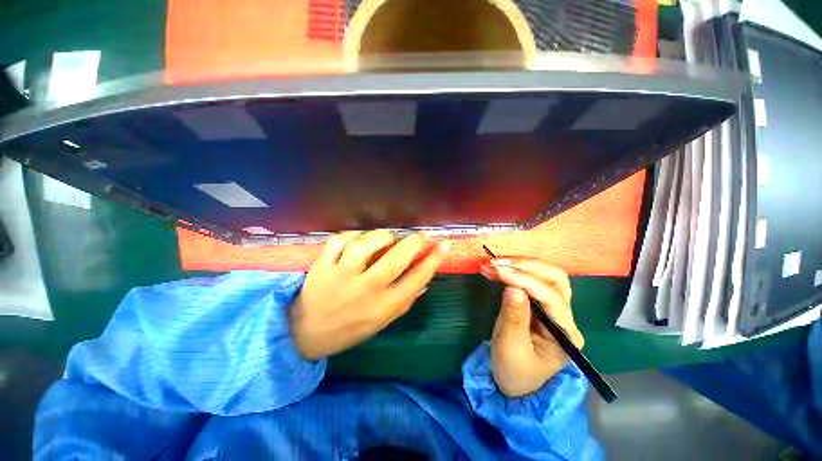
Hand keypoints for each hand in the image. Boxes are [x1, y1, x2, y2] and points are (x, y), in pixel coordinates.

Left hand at [291, 230, 449, 359]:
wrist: (306, 333)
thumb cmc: (350, 328)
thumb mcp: (382, 322)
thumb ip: (405, 301)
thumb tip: (424, 279)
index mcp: (383, 307)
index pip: (416, 279)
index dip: (433, 260)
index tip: (442, 245)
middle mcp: (365, 290)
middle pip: (395, 259)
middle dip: (413, 242)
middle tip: (420, 235)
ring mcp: (341, 276)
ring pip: (365, 245)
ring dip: (382, 236)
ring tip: (388, 237)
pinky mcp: (322, 266)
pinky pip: (339, 240)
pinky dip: (353, 234)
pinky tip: (360, 238)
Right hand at [480, 258, 583, 396]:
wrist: (515, 383)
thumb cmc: (514, 371)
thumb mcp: (510, 347)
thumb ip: (513, 317)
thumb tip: (512, 287)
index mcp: (565, 333)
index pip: (550, 297)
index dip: (525, 280)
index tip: (499, 271)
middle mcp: (565, 317)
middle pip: (555, 279)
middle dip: (527, 266)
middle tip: (498, 263)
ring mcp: (554, 309)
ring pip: (546, 276)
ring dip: (520, 265)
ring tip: (495, 264)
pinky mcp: (539, 304)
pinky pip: (531, 280)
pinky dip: (514, 271)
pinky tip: (496, 269)